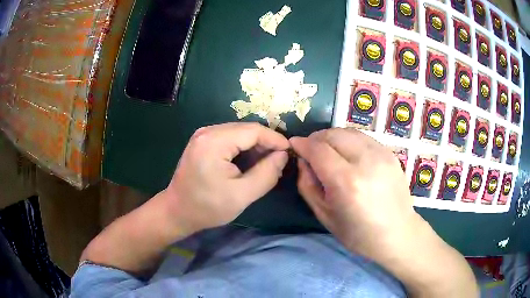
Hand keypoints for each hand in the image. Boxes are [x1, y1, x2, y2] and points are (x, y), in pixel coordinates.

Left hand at [164, 122, 288, 232]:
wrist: (177, 211)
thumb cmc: (208, 207)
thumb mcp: (242, 195)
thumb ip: (266, 174)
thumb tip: (283, 155)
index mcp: (214, 142)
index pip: (253, 131)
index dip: (275, 139)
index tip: (290, 152)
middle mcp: (207, 132)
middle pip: (246, 129)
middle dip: (265, 143)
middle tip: (280, 161)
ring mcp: (203, 135)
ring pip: (239, 133)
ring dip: (255, 145)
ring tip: (268, 163)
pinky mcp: (202, 141)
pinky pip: (229, 138)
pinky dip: (243, 147)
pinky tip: (250, 161)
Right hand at [291, 128, 478, 296]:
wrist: (398, 233)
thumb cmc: (359, 233)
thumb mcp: (325, 216)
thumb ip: (308, 185)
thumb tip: (303, 161)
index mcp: (347, 183)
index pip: (318, 149)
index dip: (302, 144)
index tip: (294, 145)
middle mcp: (365, 162)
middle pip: (333, 134)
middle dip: (316, 138)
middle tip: (310, 150)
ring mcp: (381, 154)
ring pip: (348, 131)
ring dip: (332, 137)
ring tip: (328, 151)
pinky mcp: (390, 153)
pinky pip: (362, 137)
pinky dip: (348, 140)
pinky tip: (347, 154)